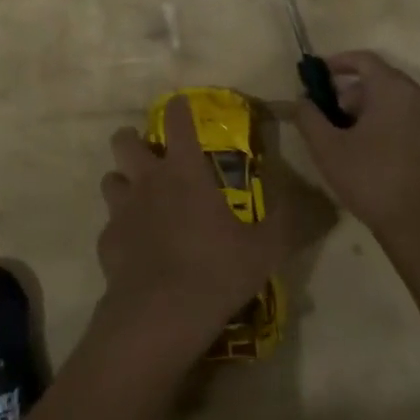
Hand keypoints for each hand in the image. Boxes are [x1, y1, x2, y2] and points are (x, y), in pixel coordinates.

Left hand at [98, 97, 324, 357]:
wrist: (161, 314)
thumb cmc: (216, 270)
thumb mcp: (265, 249)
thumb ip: (285, 223)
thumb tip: (314, 205)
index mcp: (184, 170)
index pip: (177, 120)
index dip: (179, 108)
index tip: (181, 105)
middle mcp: (148, 179)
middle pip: (124, 141)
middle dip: (133, 140)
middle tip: (151, 156)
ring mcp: (122, 209)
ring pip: (111, 179)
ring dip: (123, 183)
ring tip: (139, 200)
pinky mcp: (106, 241)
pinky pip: (110, 225)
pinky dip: (120, 231)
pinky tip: (135, 249)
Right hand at [293, 51, 419, 243]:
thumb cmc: (373, 179)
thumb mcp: (327, 149)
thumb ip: (309, 118)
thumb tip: (301, 101)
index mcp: (392, 90)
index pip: (364, 60)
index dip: (338, 62)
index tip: (319, 76)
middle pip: (382, 82)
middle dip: (353, 93)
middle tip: (332, 115)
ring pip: (399, 107)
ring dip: (373, 114)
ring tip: (352, 141)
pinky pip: (414, 128)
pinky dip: (393, 132)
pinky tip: (379, 162)